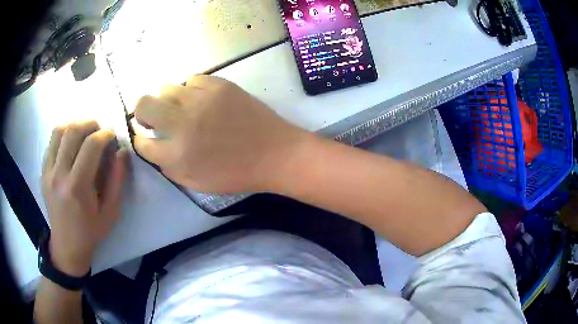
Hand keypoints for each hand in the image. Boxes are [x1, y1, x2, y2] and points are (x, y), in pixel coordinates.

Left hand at [41, 121, 127, 275]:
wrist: (66, 246)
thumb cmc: (91, 232)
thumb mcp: (111, 212)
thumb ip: (117, 180)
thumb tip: (122, 151)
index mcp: (77, 188)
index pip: (91, 145)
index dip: (105, 134)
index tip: (112, 136)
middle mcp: (59, 175)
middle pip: (73, 131)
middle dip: (90, 124)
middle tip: (100, 131)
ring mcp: (48, 172)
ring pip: (59, 131)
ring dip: (75, 125)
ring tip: (84, 133)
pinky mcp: (42, 172)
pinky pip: (51, 142)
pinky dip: (63, 135)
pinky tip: (70, 144)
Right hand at [133, 75, 308, 193]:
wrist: (275, 154)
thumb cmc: (236, 174)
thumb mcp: (197, 184)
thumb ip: (170, 167)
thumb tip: (155, 148)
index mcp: (177, 155)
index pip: (142, 142)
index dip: (141, 140)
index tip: (147, 138)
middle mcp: (182, 123)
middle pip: (143, 105)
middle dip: (142, 112)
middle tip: (153, 119)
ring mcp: (201, 99)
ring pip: (166, 88)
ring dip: (166, 100)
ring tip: (180, 109)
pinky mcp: (220, 85)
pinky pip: (193, 80)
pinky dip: (190, 90)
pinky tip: (200, 99)